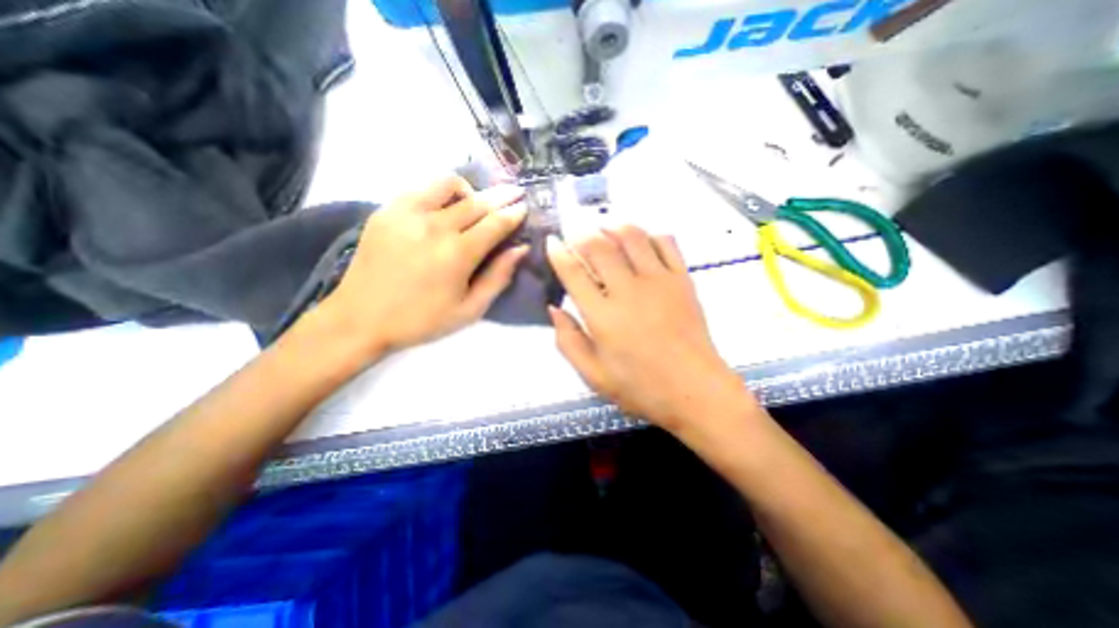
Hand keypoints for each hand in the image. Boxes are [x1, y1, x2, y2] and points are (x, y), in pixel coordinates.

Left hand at [318, 178, 530, 357]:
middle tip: (515, 192)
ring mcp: (407, 214)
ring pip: (448, 184)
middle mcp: (435, 226)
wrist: (360, 318)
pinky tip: (444, 207)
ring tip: (476, 200)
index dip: (514, 213)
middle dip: (501, 195)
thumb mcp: (469, 309)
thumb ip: (498, 277)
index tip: (525, 206)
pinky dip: (440, 193)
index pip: (495, 223)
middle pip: (477, 201)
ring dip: (470, 190)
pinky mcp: (386, 210)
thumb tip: (520, 249)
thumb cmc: (421, 319)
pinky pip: (421, 189)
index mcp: (457, 253)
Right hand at [548, 225, 755, 436]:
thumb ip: (568, 341)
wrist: (695, 390)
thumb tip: (554, 309)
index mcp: (603, 316)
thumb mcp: (593, 376)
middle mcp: (628, 291)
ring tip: (604, 229)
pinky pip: (666, 243)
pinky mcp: (682, 279)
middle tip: (575, 234)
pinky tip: (641, 241)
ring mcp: (659, 281)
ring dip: (613, 227)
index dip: (559, 253)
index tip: (552, 242)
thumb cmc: (641, 387)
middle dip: (581, 234)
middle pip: (599, 247)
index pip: (573, 273)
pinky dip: (649, 234)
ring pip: (632, 237)